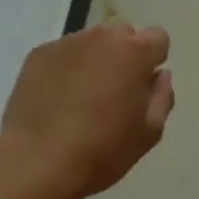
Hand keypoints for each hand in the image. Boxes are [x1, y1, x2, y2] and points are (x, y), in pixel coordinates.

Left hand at [0, 23, 173, 198]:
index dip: (153, 61)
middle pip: (123, 35)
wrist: (36, 163)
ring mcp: (67, 43)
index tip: (142, 86)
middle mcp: (103, 37)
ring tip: (80, 97)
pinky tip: (56, 99)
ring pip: (92, 42)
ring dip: (94, 60)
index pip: (158, 38)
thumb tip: (160, 75)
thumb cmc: (101, 150)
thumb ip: (162, 97)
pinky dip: (65, 68)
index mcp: (135, 52)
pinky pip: (62, 53)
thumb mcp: (148, 134)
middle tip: (112, 92)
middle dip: (124, 56)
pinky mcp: (39, 54)